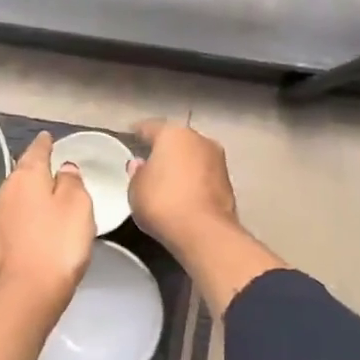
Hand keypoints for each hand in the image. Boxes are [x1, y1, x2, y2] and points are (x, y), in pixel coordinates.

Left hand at [0, 132, 94, 315]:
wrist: (26, 293)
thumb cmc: (57, 243)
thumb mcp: (78, 205)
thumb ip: (72, 182)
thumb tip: (64, 169)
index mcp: (25, 176)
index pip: (36, 150)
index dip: (45, 143)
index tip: (48, 137)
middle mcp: (5, 191)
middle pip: (23, 173)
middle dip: (37, 169)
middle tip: (55, 167)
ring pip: (18, 195)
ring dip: (32, 194)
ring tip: (49, 195)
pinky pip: (16, 217)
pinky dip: (28, 215)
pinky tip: (38, 222)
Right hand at [129, 119, 239, 253]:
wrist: (204, 232)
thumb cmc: (162, 202)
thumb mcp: (136, 189)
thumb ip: (137, 173)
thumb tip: (141, 164)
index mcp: (173, 134)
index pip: (150, 127)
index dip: (138, 132)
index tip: (130, 137)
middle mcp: (200, 139)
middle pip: (176, 140)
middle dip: (164, 149)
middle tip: (148, 161)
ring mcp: (218, 160)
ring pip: (193, 157)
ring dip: (181, 165)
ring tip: (165, 180)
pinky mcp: (228, 182)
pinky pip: (203, 175)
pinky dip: (193, 181)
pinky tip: (182, 193)